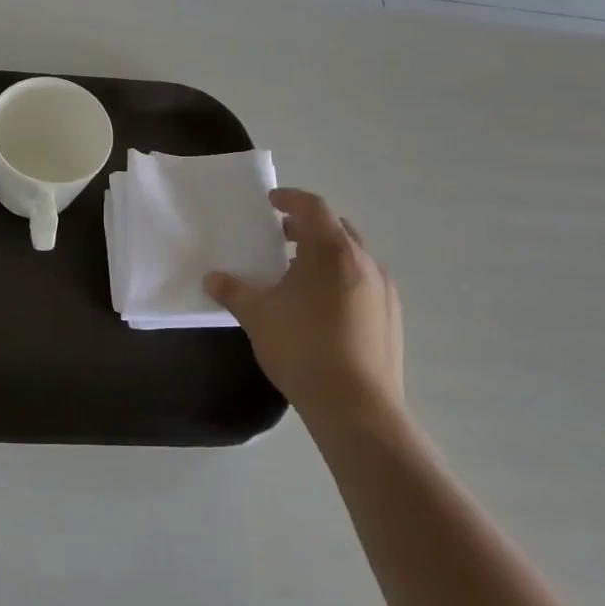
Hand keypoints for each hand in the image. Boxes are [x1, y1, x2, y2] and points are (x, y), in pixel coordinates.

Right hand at [205, 189, 404, 439]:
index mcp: (331, 250)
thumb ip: (233, 290)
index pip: (312, 207)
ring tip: (297, 275)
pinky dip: (341, 280)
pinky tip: (321, 308)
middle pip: (336, 229)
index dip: (290, 198)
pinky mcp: (392, 318)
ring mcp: (384, 290)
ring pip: (352, 257)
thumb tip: (212, 278)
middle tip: (280, 237)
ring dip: (325, 256)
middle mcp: (364, 261)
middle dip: (307, 227)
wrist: (357, 406)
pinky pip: (364, 283)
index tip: (271, 201)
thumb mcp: (257, 315)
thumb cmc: (302, 347)